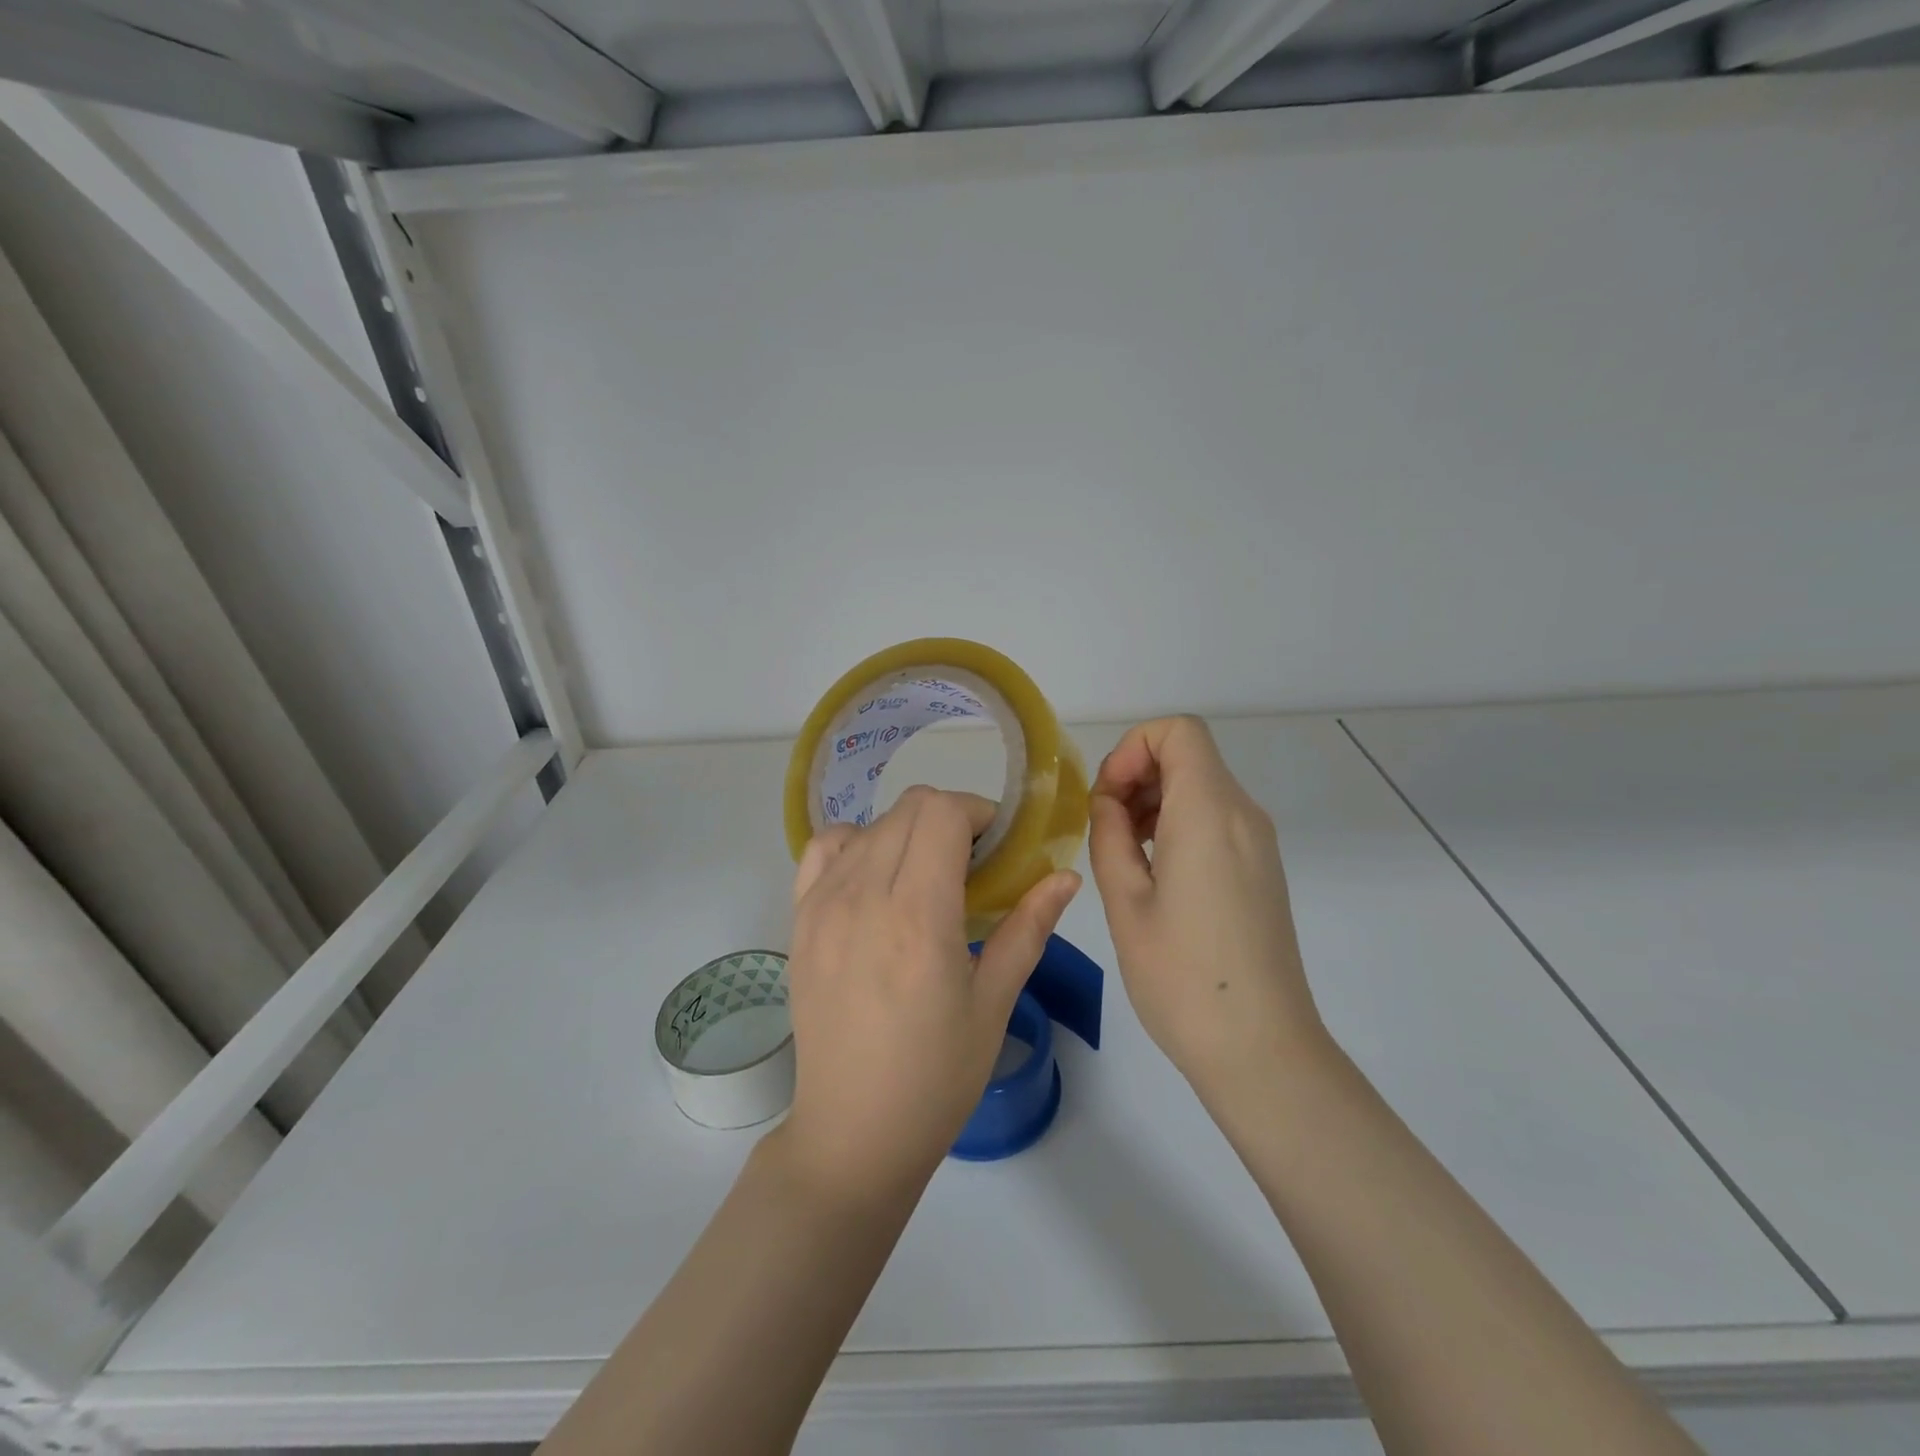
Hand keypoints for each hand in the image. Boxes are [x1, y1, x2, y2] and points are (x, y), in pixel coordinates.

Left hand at [776, 786, 1080, 1200]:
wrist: (853, 1132)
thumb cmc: (936, 1076)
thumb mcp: (994, 1004)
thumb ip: (1029, 928)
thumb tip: (1066, 877)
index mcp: (918, 917)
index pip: (942, 813)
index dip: (978, 813)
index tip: (997, 846)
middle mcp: (864, 897)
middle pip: (908, 809)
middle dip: (949, 819)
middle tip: (972, 864)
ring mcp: (822, 905)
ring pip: (870, 825)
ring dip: (907, 833)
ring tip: (925, 877)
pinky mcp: (799, 920)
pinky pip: (823, 850)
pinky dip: (856, 845)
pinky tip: (875, 880)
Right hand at [1089, 716, 1325, 1099]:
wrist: (1261, 1048)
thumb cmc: (1183, 977)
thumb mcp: (1126, 902)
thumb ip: (1109, 836)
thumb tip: (1109, 804)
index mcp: (1209, 813)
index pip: (1178, 732)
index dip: (1132, 749)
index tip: (1106, 798)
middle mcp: (1243, 815)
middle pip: (1189, 755)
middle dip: (1137, 773)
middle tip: (1104, 826)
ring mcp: (1258, 842)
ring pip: (1201, 785)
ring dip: (1154, 799)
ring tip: (1122, 852)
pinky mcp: (1261, 869)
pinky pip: (1215, 818)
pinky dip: (1177, 822)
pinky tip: (1153, 871)